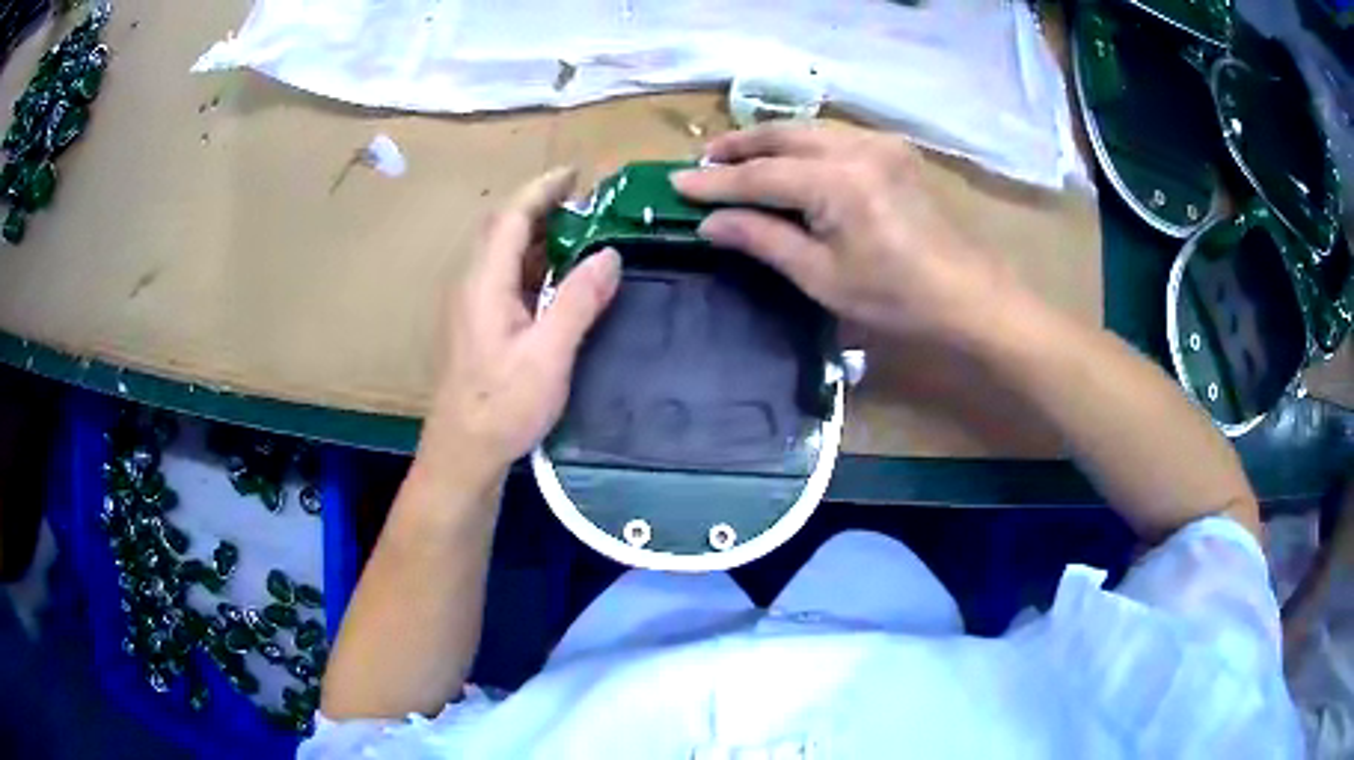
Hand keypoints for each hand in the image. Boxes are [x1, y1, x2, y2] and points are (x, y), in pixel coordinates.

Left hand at [422, 168, 620, 483]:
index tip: (576, 173)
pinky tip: (559, 276)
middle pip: (504, 228)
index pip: (511, 217)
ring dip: (539, 234)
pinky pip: (507, 276)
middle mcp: (472, 285)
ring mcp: (473, 305)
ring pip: (504, 253)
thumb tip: (610, 255)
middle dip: (542, 206)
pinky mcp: (479, 325)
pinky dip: (534, 262)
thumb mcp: (548, 355)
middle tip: (587, 201)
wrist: (464, 453)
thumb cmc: (502, 407)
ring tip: (581, 230)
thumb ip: (578, 301)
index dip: (542, 189)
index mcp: (484, 283)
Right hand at [671, 123, 1018, 347]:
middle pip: (782, 135)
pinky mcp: (893, 150)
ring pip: (808, 129)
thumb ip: (763, 239)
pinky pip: (834, 135)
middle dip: (738, 146)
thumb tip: (710, 223)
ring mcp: (880, 143)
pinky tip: (787, 157)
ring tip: (735, 156)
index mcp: (838, 181)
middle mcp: (857, 147)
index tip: (676, 184)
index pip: (760, 175)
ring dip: (768, 140)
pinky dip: (801, 141)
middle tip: (702, 162)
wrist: (967, 295)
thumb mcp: (822, 276)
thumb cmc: (895, 298)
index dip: (716, 182)